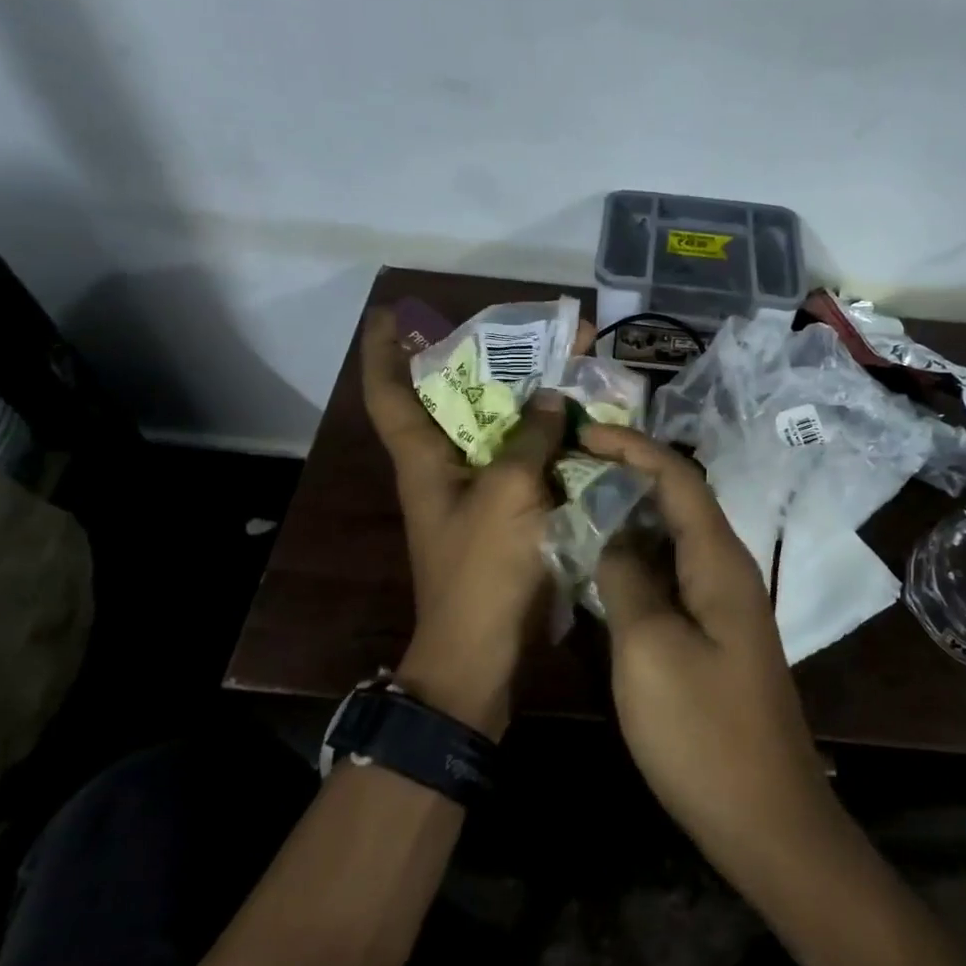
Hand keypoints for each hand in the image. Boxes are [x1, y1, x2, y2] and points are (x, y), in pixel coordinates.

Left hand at [360, 307, 587, 735]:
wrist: (484, 654)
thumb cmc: (482, 569)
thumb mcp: (507, 493)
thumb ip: (530, 438)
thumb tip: (552, 396)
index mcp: (423, 458)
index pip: (388, 391)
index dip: (382, 349)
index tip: (392, 312)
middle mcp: (444, 467)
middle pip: (458, 399)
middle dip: (491, 361)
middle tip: (537, 331)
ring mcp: (477, 492)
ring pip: (500, 428)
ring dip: (530, 397)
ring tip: (572, 364)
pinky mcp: (505, 514)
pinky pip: (526, 461)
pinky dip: (548, 439)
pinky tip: (583, 422)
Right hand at [580, 425, 838, 876]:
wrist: (765, 819)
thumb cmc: (703, 733)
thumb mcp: (648, 650)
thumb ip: (626, 580)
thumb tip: (614, 538)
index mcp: (719, 561)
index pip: (678, 477)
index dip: (632, 447)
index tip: (583, 433)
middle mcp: (727, 570)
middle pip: (678, 501)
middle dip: (628, 475)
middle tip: (571, 469)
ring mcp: (724, 604)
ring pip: (673, 540)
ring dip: (630, 519)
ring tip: (578, 508)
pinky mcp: (715, 634)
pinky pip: (672, 577)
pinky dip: (636, 561)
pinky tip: (603, 570)